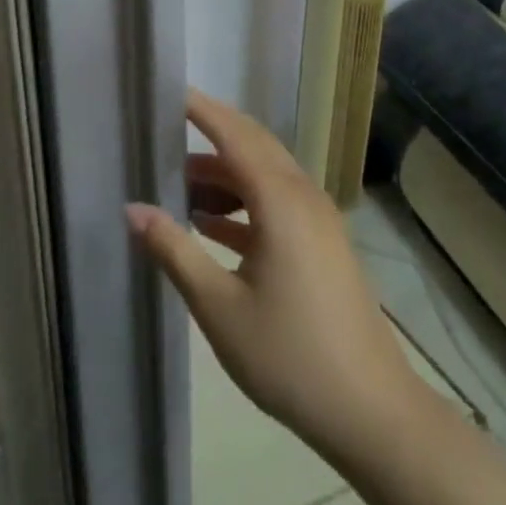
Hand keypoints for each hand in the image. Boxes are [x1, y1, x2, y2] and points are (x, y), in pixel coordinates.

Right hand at [127, 90, 417, 456]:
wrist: (373, 414)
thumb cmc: (290, 356)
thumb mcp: (218, 307)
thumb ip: (173, 250)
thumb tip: (132, 208)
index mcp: (279, 200)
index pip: (233, 134)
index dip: (201, 109)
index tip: (168, 90)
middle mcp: (302, 197)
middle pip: (252, 145)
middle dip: (209, 133)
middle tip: (165, 129)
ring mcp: (317, 220)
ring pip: (264, 174)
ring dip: (223, 173)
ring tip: (178, 185)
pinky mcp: (322, 244)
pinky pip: (276, 202)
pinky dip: (242, 201)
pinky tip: (211, 223)